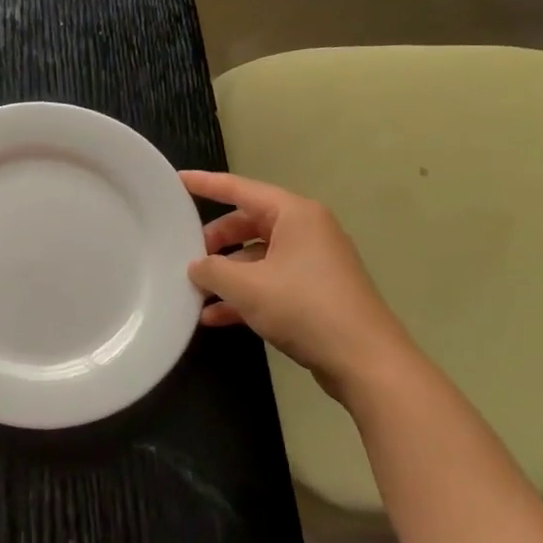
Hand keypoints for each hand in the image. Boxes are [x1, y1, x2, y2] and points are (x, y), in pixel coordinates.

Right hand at [181, 170, 415, 393]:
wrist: (365, 361)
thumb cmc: (304, 308)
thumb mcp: (246, 286)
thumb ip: (211, 270)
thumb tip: (197, 266)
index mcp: (295, 215)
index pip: (241, 189)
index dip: (206, 184)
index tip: (177, 181)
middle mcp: (307, 231)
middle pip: (248, 224)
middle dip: (215, 241)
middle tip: (186, 255)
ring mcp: (313, 263)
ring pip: (257, 256)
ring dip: (226, 274)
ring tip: (194, 291)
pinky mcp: (315, 292)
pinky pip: (270, 282)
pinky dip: (244, 294)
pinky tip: (214, 316)